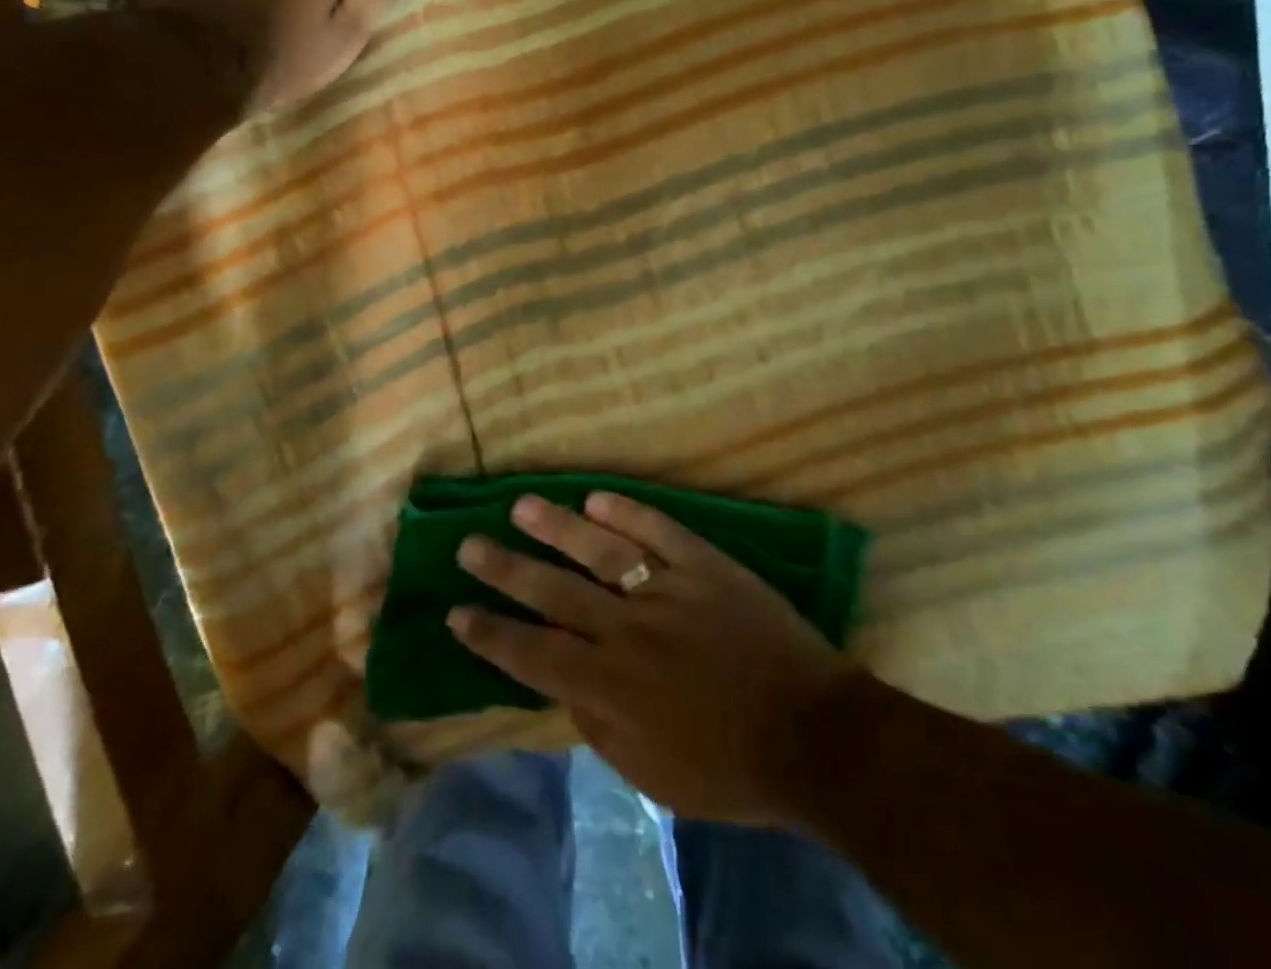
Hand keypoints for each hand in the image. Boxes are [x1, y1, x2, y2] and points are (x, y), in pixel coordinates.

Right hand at [450, 491, 863, 825]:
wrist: (813, 734)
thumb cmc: (730, 768)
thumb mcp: (651, 774)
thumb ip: (599, 726)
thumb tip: (564, 684)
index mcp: (611, 686)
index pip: (532, 655)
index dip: (490, 634)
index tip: (456, 612)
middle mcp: (627, 630)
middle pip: (553, 593)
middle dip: (505, 570)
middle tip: (468, 545)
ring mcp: (667, 590)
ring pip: (599, 550)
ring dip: (556, 527)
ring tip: (520, 505)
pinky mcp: (704, 565)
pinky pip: (659, 530)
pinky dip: (627, 511)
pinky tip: (596, 495)